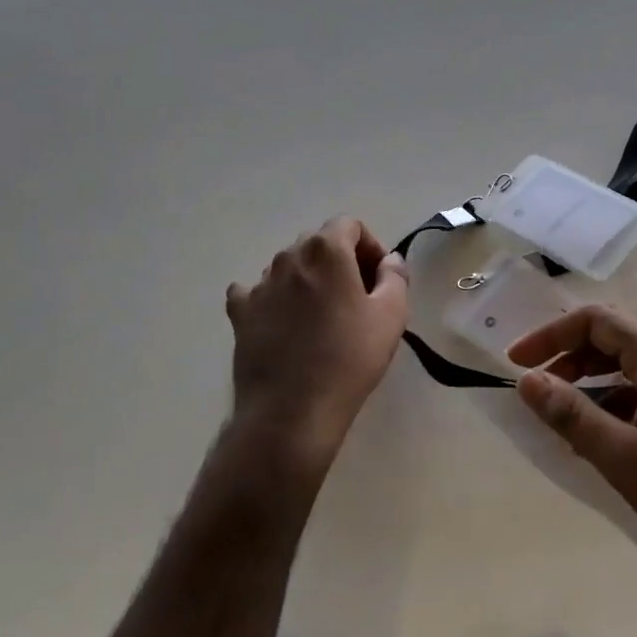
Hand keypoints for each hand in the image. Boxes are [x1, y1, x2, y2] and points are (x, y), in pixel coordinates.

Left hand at [226, 218, 409, 471]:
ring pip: (289, 267)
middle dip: (341, 260)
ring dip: (308, 280)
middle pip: (318, 243)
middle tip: (358, 297)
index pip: (349, 224)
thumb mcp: (392, 315)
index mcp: (326, 251)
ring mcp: (259, 285)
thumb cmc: (349, 359)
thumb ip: (395, 277)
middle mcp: (288, 257)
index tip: (379, 278)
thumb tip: (390, 260)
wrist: (291, 411)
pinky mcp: (240, 314)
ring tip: (322, 317)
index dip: (369, 246)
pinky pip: (256, 292)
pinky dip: (273, 299)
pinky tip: (283, 322)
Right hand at [508, 305, 636, 598]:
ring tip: (558, 417)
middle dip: (567, 357)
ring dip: (589, 383)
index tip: (515, 363)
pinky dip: (613, 406)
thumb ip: (572, 416)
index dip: (550, 335)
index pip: (595, 320)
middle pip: (611, 338)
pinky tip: (598, 439)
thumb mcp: (624, 459)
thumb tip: (526, 381)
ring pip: (627, 368)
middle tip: (533, 388)